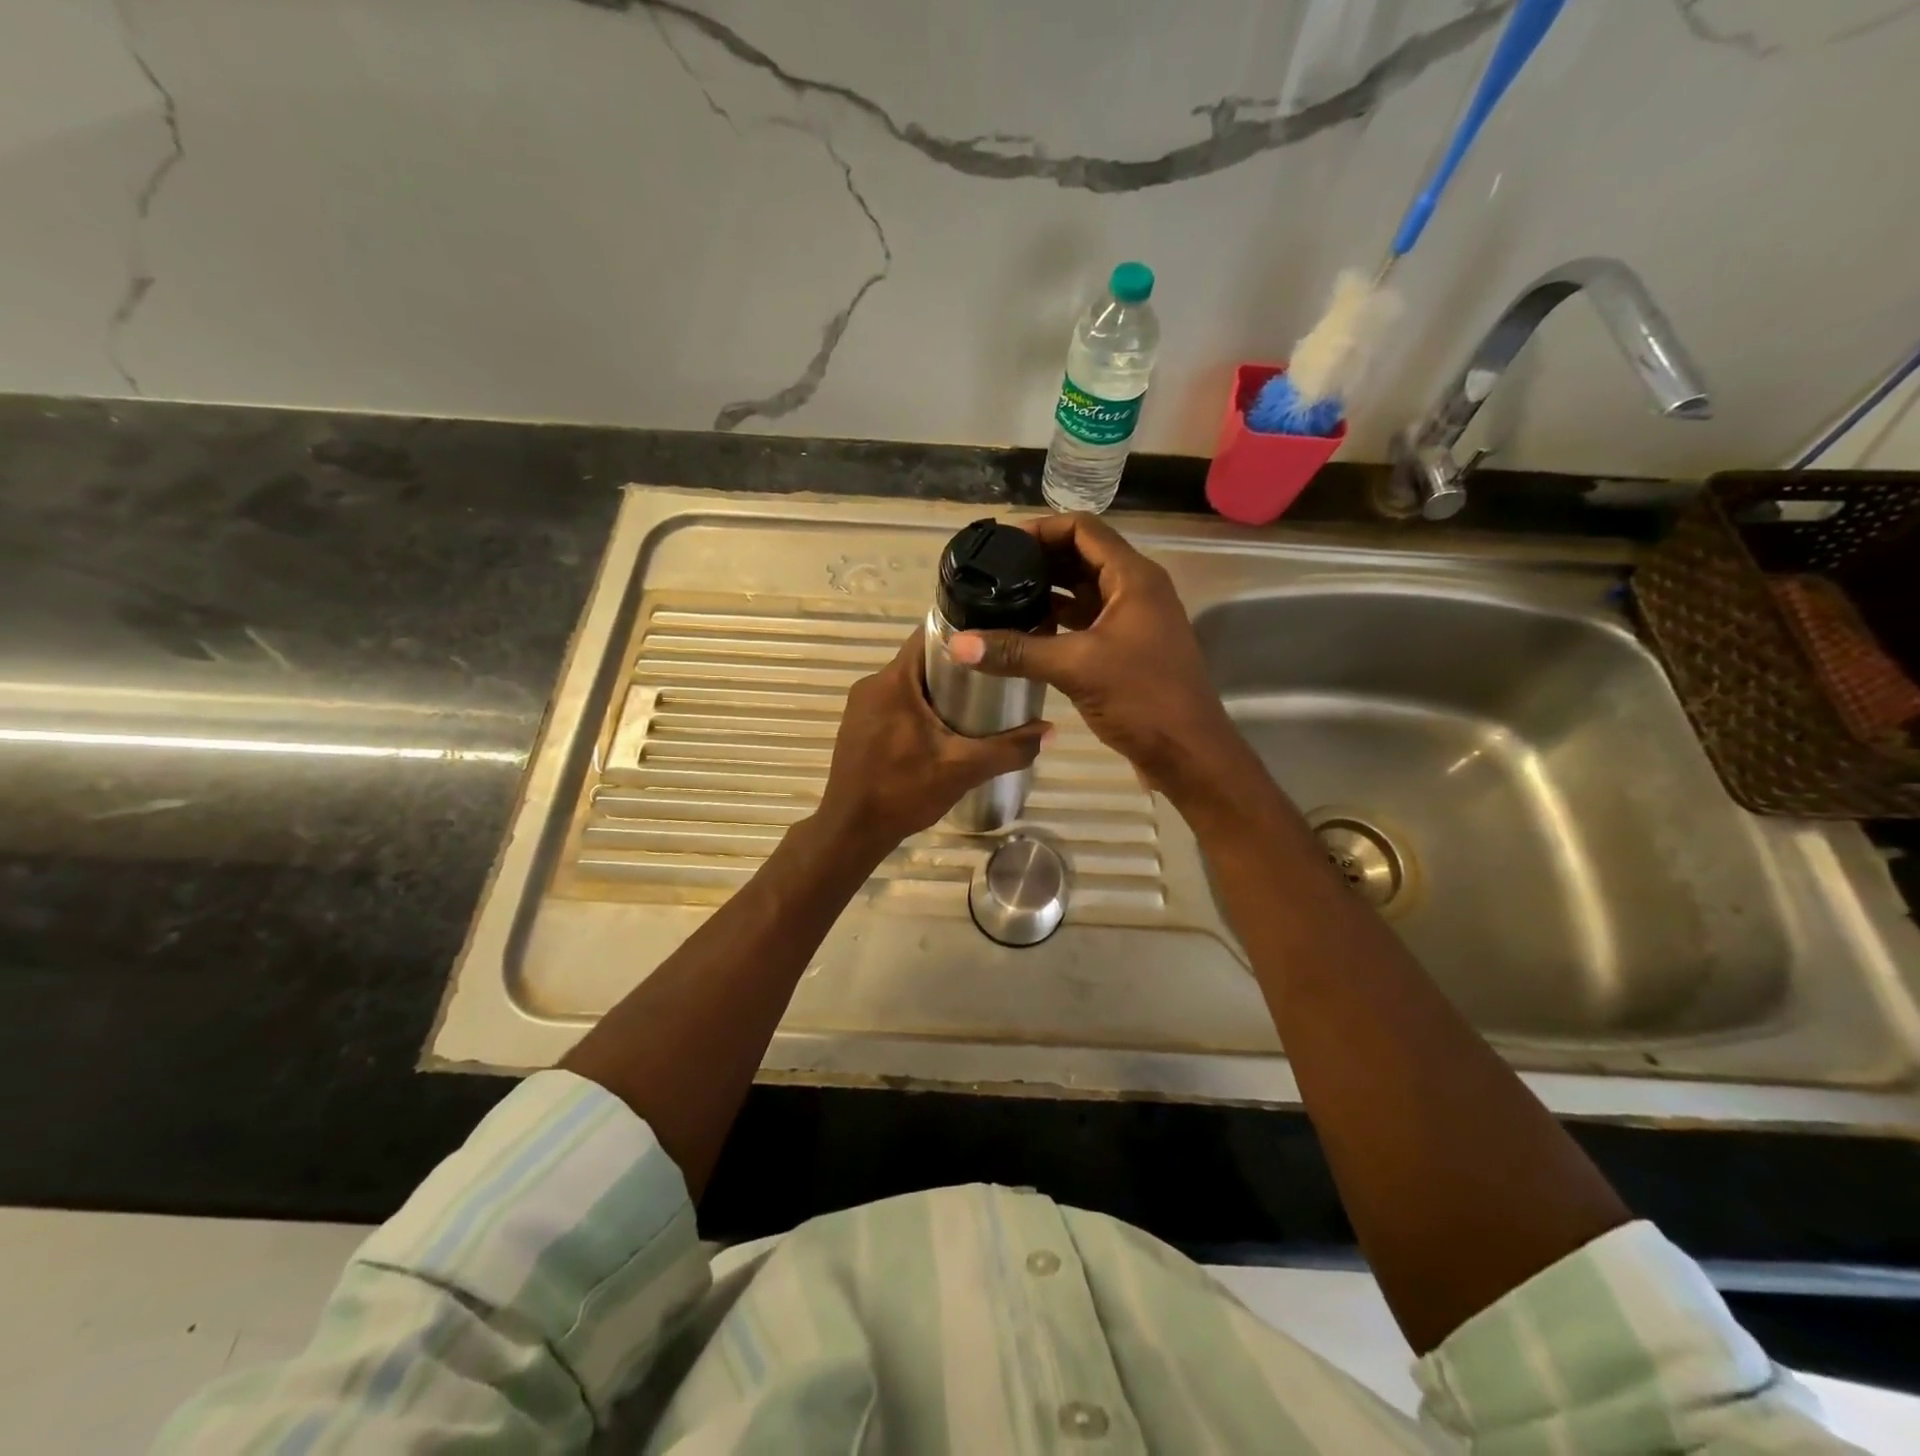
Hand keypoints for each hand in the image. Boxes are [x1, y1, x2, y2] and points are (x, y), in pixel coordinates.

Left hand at [815, 627, 1049, 856]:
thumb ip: (1009, 748)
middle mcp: (872, 684)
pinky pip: (894, 704)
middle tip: (992, 683)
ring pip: (907, 685)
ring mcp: (860, 707)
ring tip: (973, 708)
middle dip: (956, 669)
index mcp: (893, 681)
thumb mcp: (964, 769)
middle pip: (921, 661)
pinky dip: (918, 710)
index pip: (929, 636)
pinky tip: (940, 733)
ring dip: (937, 692)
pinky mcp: (857, 727)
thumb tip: (1051, 731)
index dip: (963, 637)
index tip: (993, 648)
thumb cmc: (903, 791)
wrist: (852, 830)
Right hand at [948, 513, 1242, 800]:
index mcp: (1133, 578)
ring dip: (1047, 592)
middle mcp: (1136, 590)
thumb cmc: (1142, 699)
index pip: (1083, 529)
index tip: (1002, 545)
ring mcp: (1134, 620)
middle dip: (1039, 561)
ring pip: (1083, 591)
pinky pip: (1087, 621)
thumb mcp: (1075, 668)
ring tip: (1002, 600)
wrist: (1187, 752)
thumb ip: (1016, 652)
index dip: (1041, 529)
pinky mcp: (1127, 648)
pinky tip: (1026, 634)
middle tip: (993, 573)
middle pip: (1082, 557)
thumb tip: (958, 644)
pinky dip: (1058, 622)